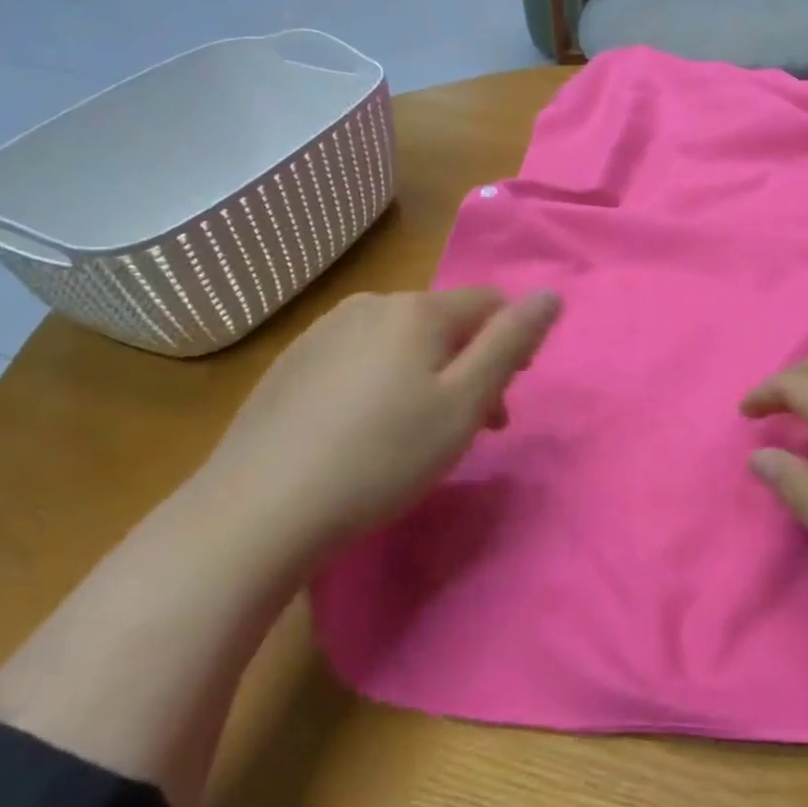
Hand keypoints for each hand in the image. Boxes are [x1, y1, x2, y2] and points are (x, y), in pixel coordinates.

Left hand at [206, 288, 560, 545]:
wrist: (256, 511)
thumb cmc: (382, 456)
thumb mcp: (464, 402)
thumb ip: (511, 343)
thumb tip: (550, 294)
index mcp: (417, 310)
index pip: (488, 302)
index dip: (511, 342)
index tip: (509, 395)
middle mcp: (370, 305)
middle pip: (444, 323)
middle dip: (469, 365)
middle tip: (474, 426)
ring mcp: (323, 332)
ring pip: (400, 342)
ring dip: (427, 375)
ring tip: (420, 433)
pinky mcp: (291, 364)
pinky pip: (359, 359)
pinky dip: (382, 384)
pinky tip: (365, 432)